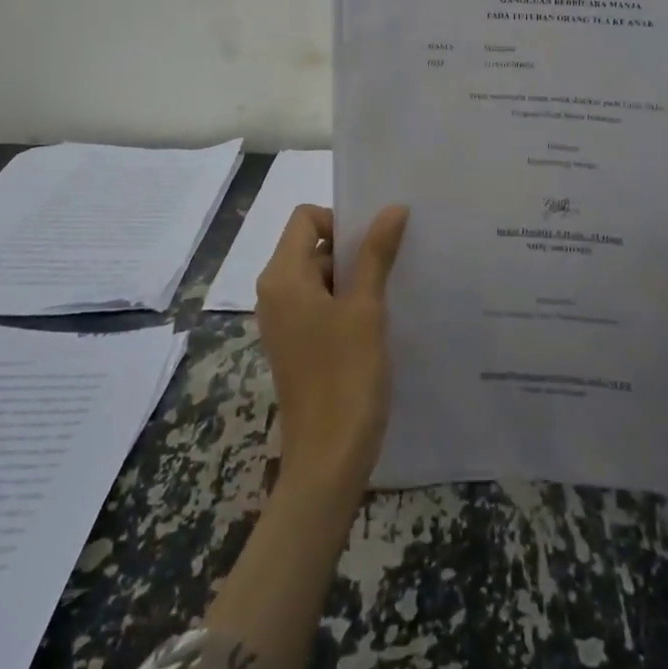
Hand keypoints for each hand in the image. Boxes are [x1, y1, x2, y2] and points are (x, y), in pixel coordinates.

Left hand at [255, 202, 408, 497]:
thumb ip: (376, 254)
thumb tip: (392, 208)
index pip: (306, 218)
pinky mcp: (296, 344)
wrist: (328, 460)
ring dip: (353, 278)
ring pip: (319, 276)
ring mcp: (283, 321)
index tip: (375, 242)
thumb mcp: (366, 309)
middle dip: (352, 249)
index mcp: (282, 277)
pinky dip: (346, 302)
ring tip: (391, 293)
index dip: (341, 220)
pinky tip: (377, 321)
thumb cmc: (345, 376)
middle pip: (312, 245)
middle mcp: (274, 293)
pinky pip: (319, 304)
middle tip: (393, 264)